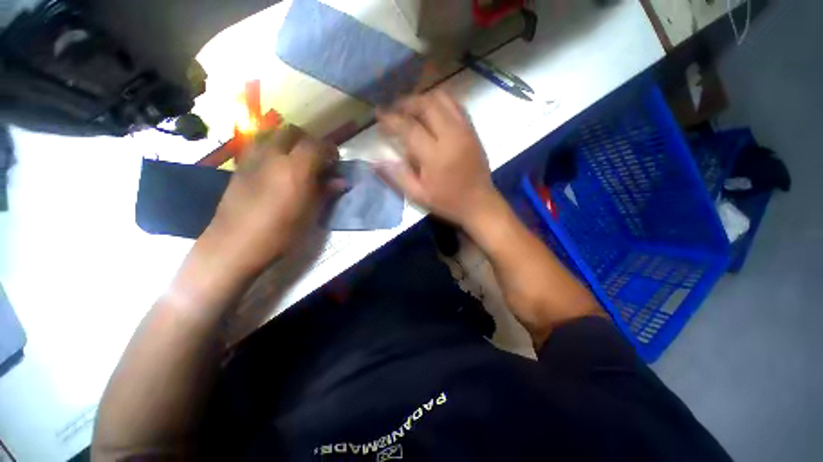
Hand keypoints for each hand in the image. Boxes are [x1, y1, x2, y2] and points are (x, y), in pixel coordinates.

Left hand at [198, 125, 339, 275]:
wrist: (233, 245)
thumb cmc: (275, 236)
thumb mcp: (306, 219)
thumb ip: (323, 194)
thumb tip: (339, 181)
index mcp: (295, 167)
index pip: (317, 144)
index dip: (328, 150)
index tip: (332, 162)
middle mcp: (274, 154)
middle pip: (292, 132)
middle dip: (304, 140)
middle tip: (310, 157)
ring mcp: (253, 158)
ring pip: (271, 134)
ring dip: (283, 140)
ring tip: (286, 158)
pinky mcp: (239, 166)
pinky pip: (256, 147)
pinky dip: (266, 150)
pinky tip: (266, 168)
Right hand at [376, 90, 498, 228]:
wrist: (481, 203)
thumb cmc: (447, 201)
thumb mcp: (417, 194)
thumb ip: (395, 175)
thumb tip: (374, 160)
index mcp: (435, 155)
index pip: (409, 127)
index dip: (391, 118)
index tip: (379, 113)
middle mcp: (451, 136)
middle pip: (427, 104)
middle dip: (408, 102)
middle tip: (395, 108)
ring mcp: (464, 130)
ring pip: (443, 99)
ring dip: (424, 98)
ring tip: (412, 108)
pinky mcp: (472, 129)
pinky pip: (456, 105)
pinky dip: (441, 102)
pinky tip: (431, 110)